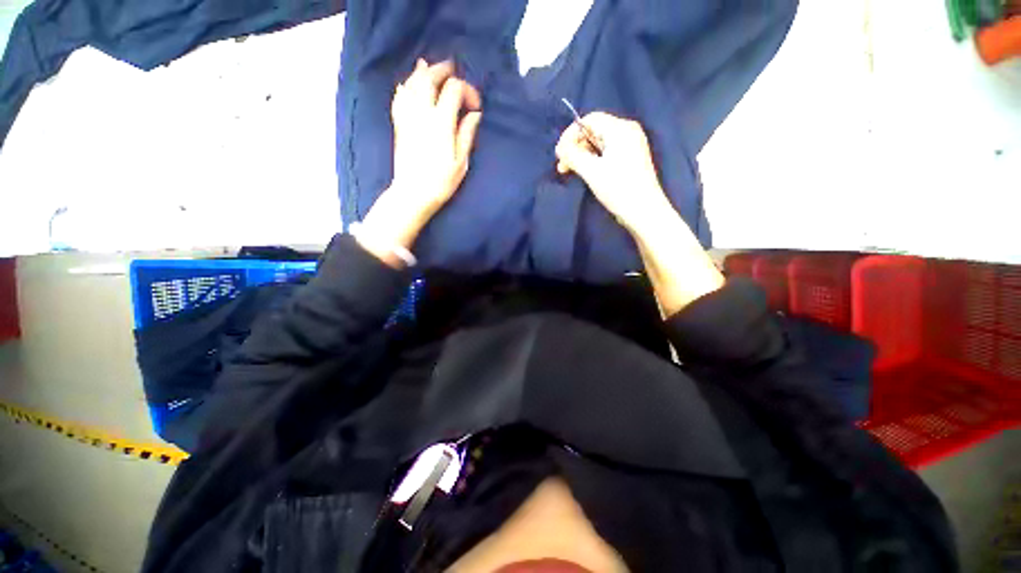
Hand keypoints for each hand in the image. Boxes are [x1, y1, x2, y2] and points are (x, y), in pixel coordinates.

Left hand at [389, 58, 482, 218]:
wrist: (413, 194)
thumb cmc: (441, 181)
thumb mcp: (461, 161)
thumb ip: (466, 134)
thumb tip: (474, 114)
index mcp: (441, 122)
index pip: (453, 90)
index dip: (467, 91)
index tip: (475, 107)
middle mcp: (422, 113)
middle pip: (429, 78)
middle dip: (442, 71)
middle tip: (452, 70)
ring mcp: (407, 117)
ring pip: (412, 84)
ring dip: (422, 73)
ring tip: (429, 67)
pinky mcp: (399, 125)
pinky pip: (399, 98)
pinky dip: (404, 87)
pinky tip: (406, 85)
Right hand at [555, 112, 669, 231]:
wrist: (644, 211)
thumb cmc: (618, 188)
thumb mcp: (591, 171)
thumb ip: (573, 155)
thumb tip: (560, 148)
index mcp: (621, 129)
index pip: (590, 119)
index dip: (571, 134)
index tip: (559, 153)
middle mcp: (627, 132)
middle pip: (594, 131)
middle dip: (575, 147)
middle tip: (562, 166)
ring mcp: (630, 146)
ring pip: (599, 144)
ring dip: (582, 156)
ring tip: (569, 171)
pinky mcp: (630, 160)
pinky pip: (606, 153)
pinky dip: (593, 161)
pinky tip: (584, 172)